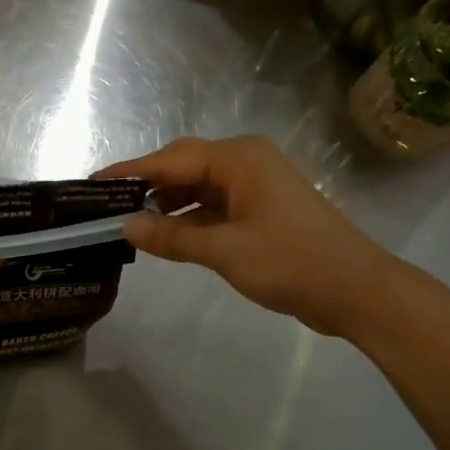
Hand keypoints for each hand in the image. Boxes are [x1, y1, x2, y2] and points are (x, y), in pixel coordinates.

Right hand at [96, 136, 402, 338]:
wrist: (356, 291)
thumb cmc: (291, 262)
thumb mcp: (224, 250)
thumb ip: (172, 237)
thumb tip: (126, 226)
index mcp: (238, 159)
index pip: (170, 159)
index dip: (130, 172)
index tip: (93, 183)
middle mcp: (245, 163)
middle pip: (183, 167)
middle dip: (147, 186)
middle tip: (107, 206)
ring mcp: (254, 188)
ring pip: (197, 188)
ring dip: (167, 205)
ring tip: (130, 224)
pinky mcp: (260, 212)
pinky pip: (213, 207)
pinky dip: (188, 220)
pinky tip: (165, 237)